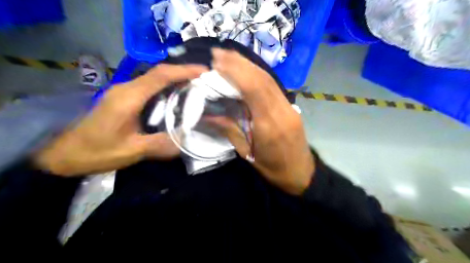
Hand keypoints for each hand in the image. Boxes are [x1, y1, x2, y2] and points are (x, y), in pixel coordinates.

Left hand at [33, 64, 206, 176]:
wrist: (66, 154)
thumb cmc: (98, 152)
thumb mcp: (132, 151)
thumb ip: (161, 144)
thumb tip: (187, 140)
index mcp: (129, 98)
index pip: (160, 76)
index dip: (184, 71)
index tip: (204, 71)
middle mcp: (127, 89)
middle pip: (159, 73)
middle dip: (184, 72)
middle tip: (205, 80)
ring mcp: (124, 92)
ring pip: (155, 78)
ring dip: (176, 79)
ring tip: (197, 86)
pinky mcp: (124, 98)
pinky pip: (150, 87)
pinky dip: (167, 87)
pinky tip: (177, 97)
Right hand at [210, 48, 313, 194]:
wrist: (301, 173)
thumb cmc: (273, 169)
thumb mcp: (247, 154)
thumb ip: (229, 131)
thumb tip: (208, 115)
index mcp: (269, 126)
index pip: (253, 90)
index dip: (236, 72)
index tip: (218, 62)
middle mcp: (281, 111)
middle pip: (261, 79)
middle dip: (240, 63)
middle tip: (219, 53)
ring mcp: (289, 107)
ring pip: (269, 79)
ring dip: (249, 65)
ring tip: (230, 56)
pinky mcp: (291, 107)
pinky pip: (274, 86)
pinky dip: (258, 74)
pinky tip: (247, 69)